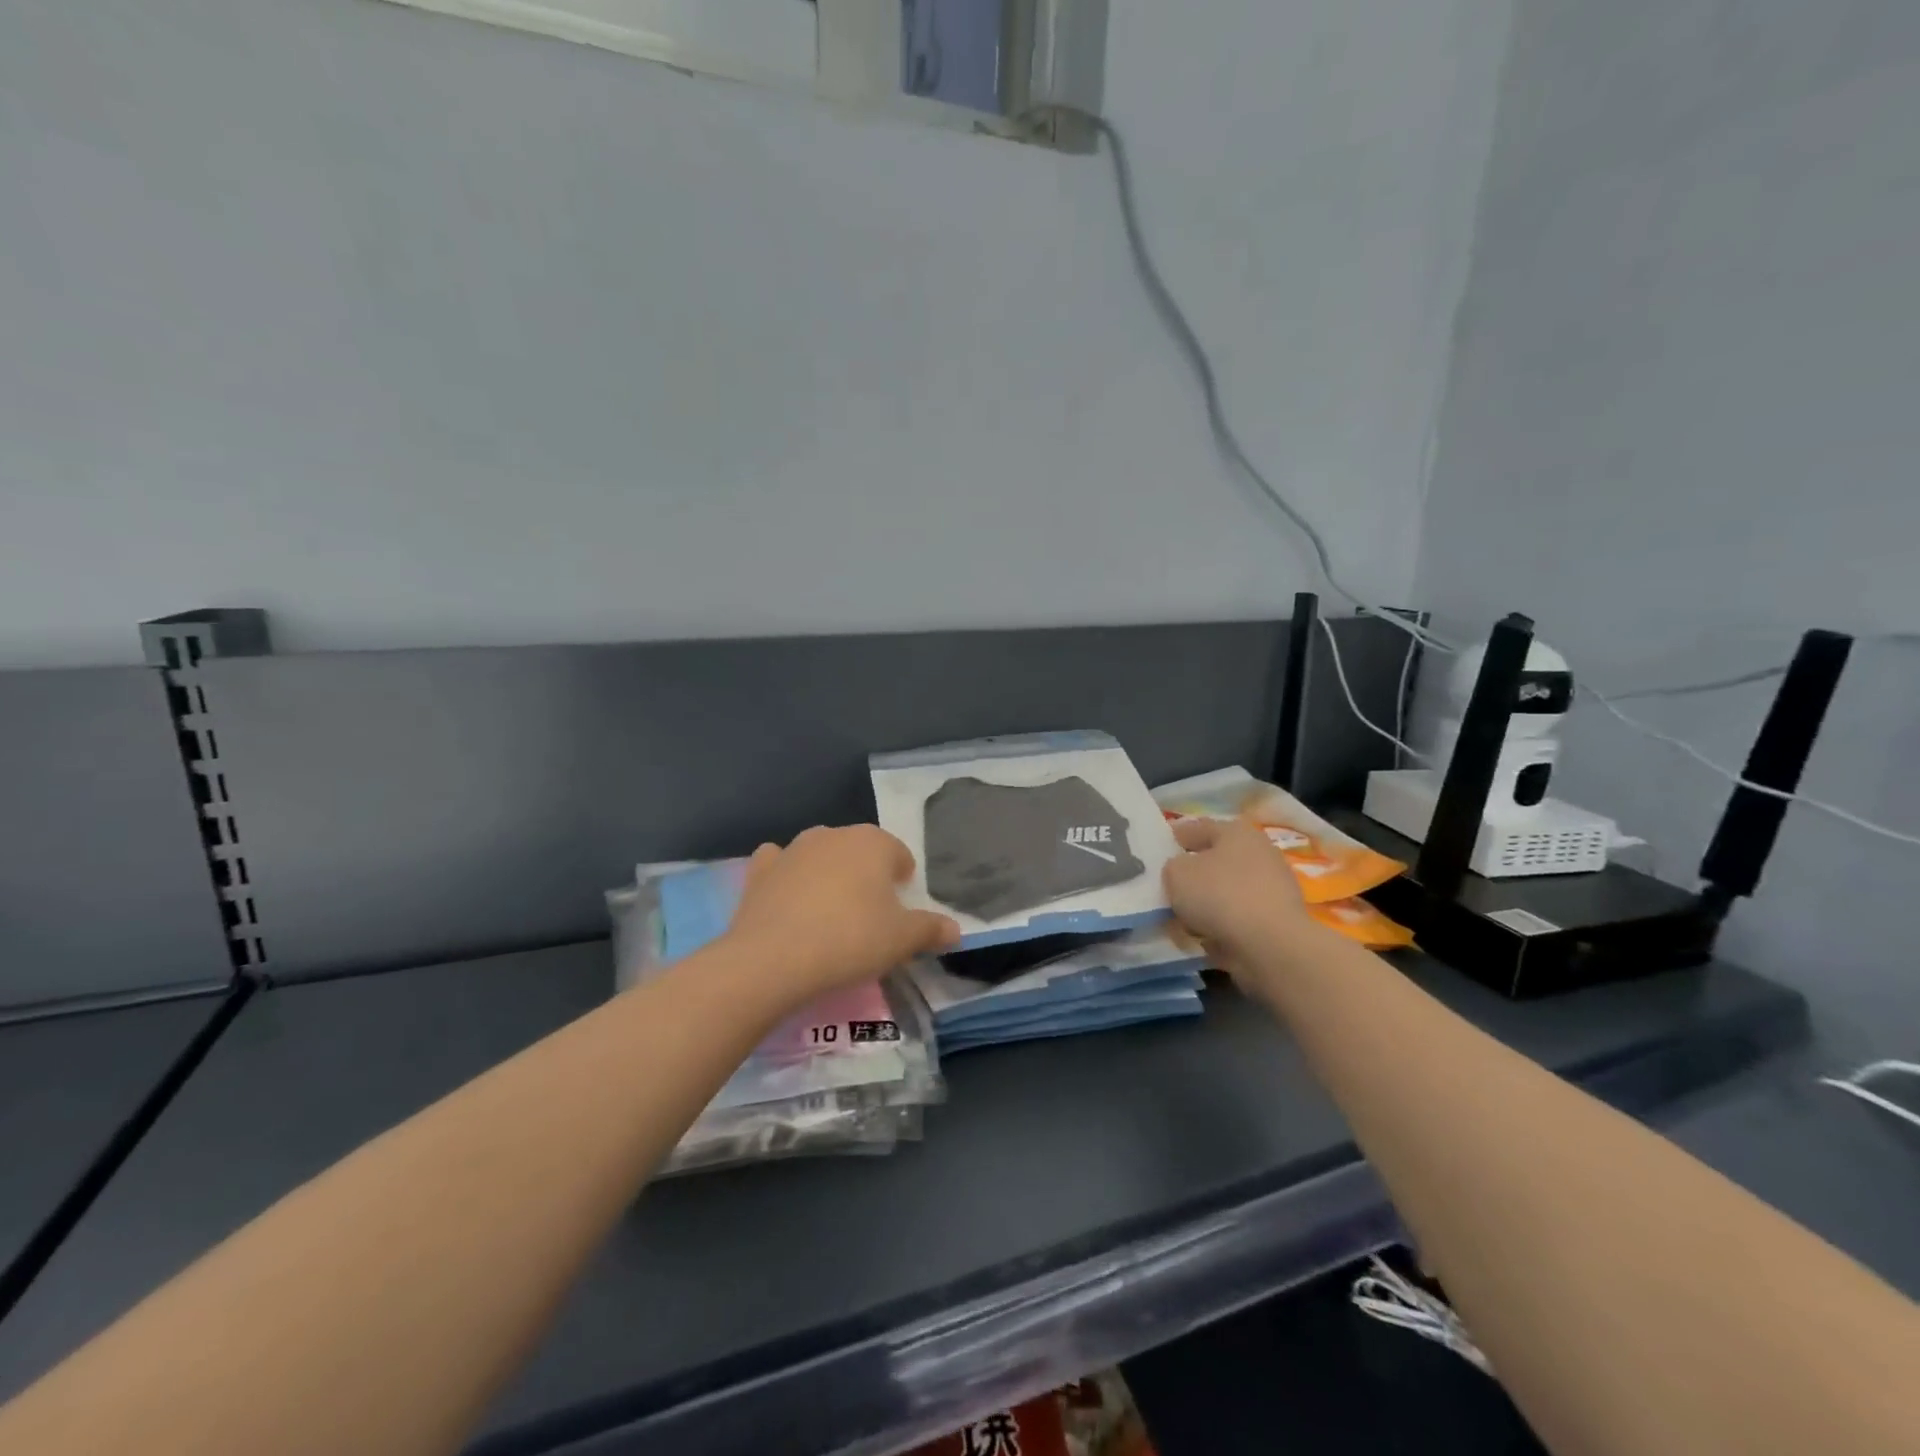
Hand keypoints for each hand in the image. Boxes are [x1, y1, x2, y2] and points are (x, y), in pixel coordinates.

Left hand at [724, 826, 959, 1003]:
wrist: (773, 959)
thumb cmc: (850, 941)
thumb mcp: (902, 940)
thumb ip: (931, 930)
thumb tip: (955, 929)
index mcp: (873, 843)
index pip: (898, 852)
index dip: (902, 879)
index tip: (900, 909)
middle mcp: (833, 835)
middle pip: (859, 850)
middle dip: (866, 874)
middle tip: (868, 915)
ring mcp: (792, 849)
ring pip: (820, 854)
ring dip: (827, 874)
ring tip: (829, 913)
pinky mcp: (760, 870)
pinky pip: (778, 864)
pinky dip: (785, 876)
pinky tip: (787, 899)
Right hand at [1163, 818, 1321, 986]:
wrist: (1271, 945)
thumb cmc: (1220, 895)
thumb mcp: (1177, 873)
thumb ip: (1172, 867)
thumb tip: (1181, 872)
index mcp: (1236, 832)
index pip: (1199, 827)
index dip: (1176, 836)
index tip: (1159, 848)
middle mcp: (1259, 854)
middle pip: (1217, 860)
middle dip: (1194, 872)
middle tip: (1170, 885)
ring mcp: (1272, 888)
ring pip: (1227, 891)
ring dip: (1207, 902)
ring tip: (1182, 918)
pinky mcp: (1277, 921)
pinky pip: (1238, 918)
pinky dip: (1221, 925)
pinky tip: (1203, 936)